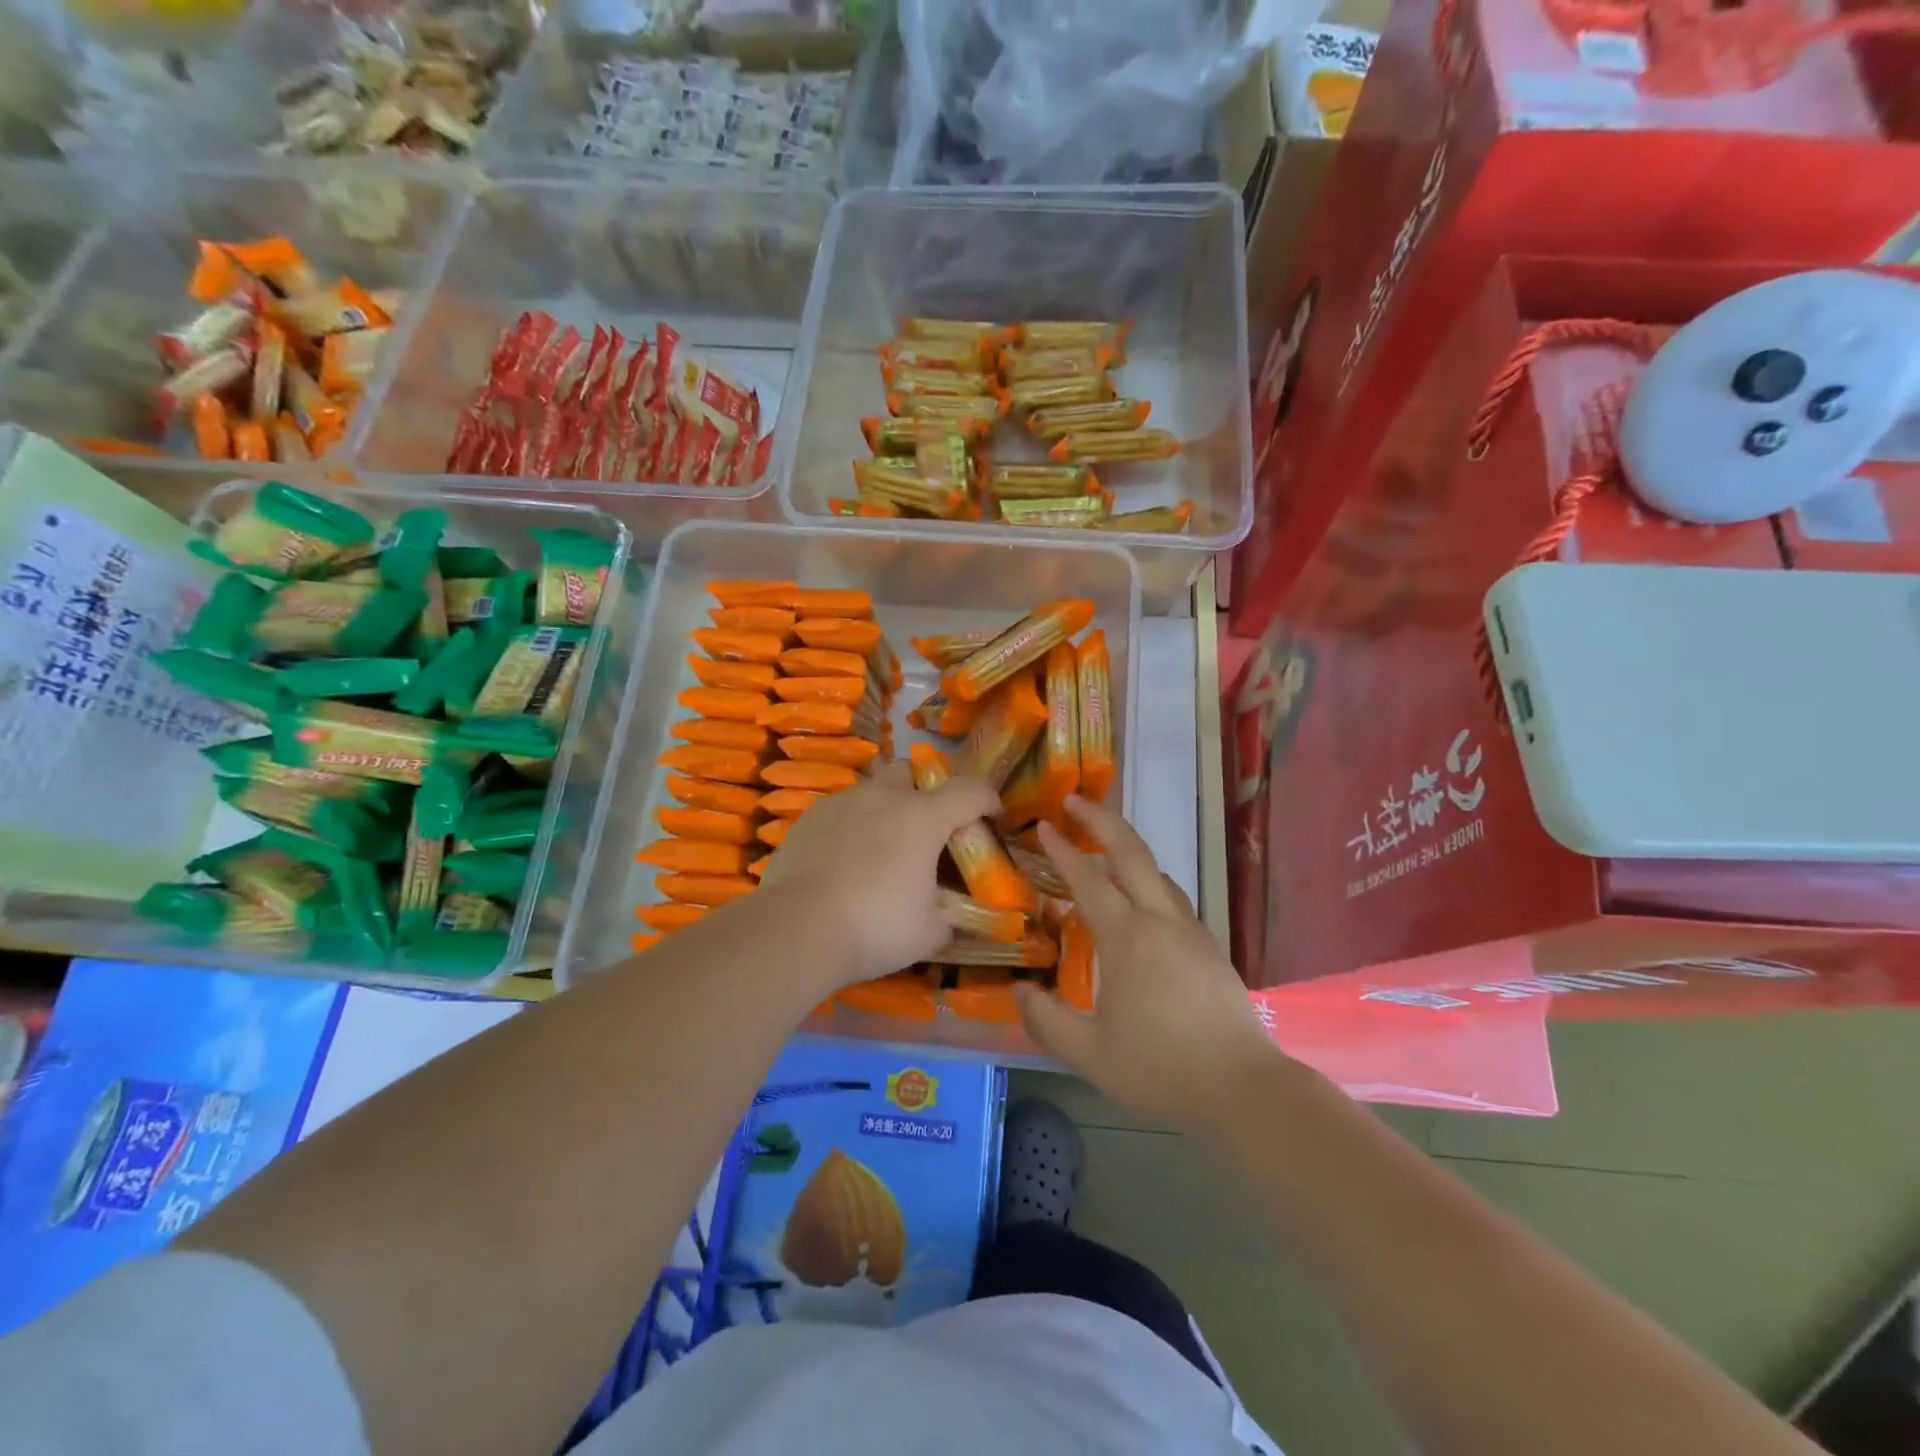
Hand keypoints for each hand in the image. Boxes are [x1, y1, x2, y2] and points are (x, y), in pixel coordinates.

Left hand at [758, 763, 1000, 987]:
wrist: (796, 929)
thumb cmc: (876, 926)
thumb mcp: (930, 932)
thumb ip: (951, 917)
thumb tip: (955, 917)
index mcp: (923, 816)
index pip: (970, 790)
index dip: (988, 800)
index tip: (993, 817)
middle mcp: (883, 797)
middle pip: (912, 773)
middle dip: (925, 792)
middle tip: (927, 829)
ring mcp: (841, 803)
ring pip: (872, 790)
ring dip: (885, 808)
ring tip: (882, 847)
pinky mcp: (808, 819)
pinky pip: (840, 811)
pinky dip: (851, 826)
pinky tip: (845, 860)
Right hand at [1016, 797, 1285, 1130]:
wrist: (1243, 1088)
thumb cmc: (1161, 1069)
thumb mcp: (1090, 1054)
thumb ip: (1046, 1020)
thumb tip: (1020, 989)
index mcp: (1128, 938)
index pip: (1089, 880)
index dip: (1063, 850)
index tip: (1043, 825)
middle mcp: (1160, 921)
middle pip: (1132, 852)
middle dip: (1101, 819)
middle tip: (1074, 801)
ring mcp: (1191, 931)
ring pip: (1158, 872)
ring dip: (1128, 849)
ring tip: (1103, 849)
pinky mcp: (1209, 947)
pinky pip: (1172, 897)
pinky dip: (1148, 881)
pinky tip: (1141, 903)